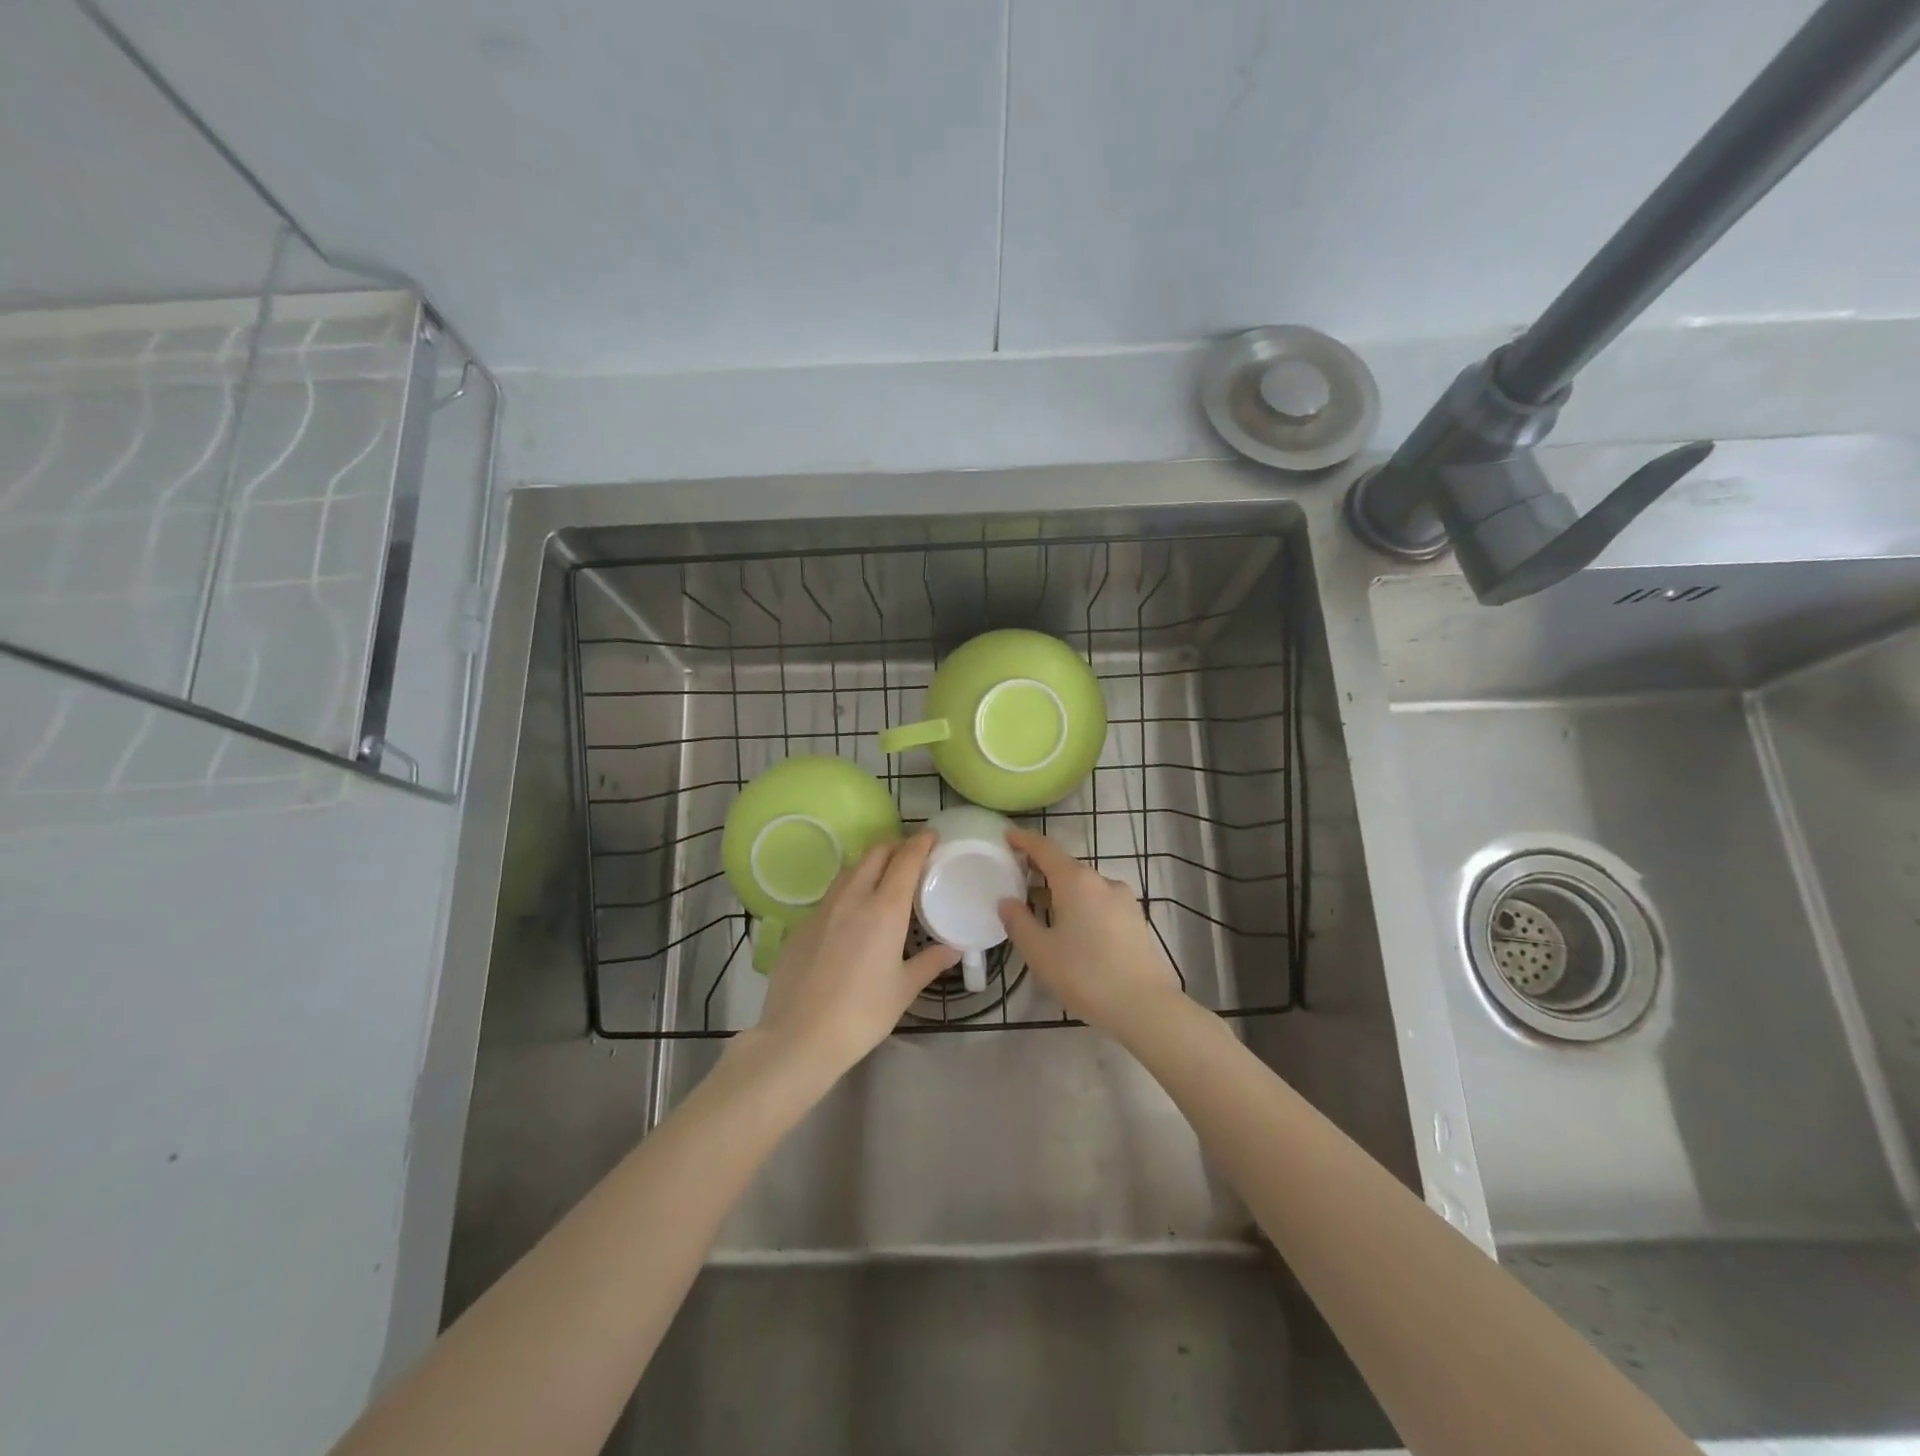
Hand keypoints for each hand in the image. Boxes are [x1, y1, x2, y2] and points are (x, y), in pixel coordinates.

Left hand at [753, 832, 957, 1075]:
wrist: (799, 1036)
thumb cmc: (862, 1014)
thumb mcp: (904, 989)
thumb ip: (930, 963)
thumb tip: (952, 949)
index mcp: (884, 909)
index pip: (905, 859)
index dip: (920, 842)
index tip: (932, 836)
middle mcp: (852, 898)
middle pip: (875, 853)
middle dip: (895, 846)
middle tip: (910, 856)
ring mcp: (822, 909)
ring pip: (849, 870)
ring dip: (869, 865)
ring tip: (882, 881)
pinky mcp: (801, 926)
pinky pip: (830, 896)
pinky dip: (848, 893)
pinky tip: (851, 917)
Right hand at [997, 827, 1181, 1039]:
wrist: (1146, 1006)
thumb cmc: (1086, 975)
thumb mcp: (1040, 952)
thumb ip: (1018, 922)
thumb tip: (1006, 901)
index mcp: (1076, 881)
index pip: (1045, 848)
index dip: (1024, 840)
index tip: (1007, 835)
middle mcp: (1102, 881)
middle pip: (1066, 866)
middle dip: (1040, 869)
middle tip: (1016, 877)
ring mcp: (1123, 900)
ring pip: (1084, 886)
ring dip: (1060, 890)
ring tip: (1040, 908)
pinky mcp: (1135, 919)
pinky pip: (1099, 902)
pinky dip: (1080, 905)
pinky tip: (1071, 928)